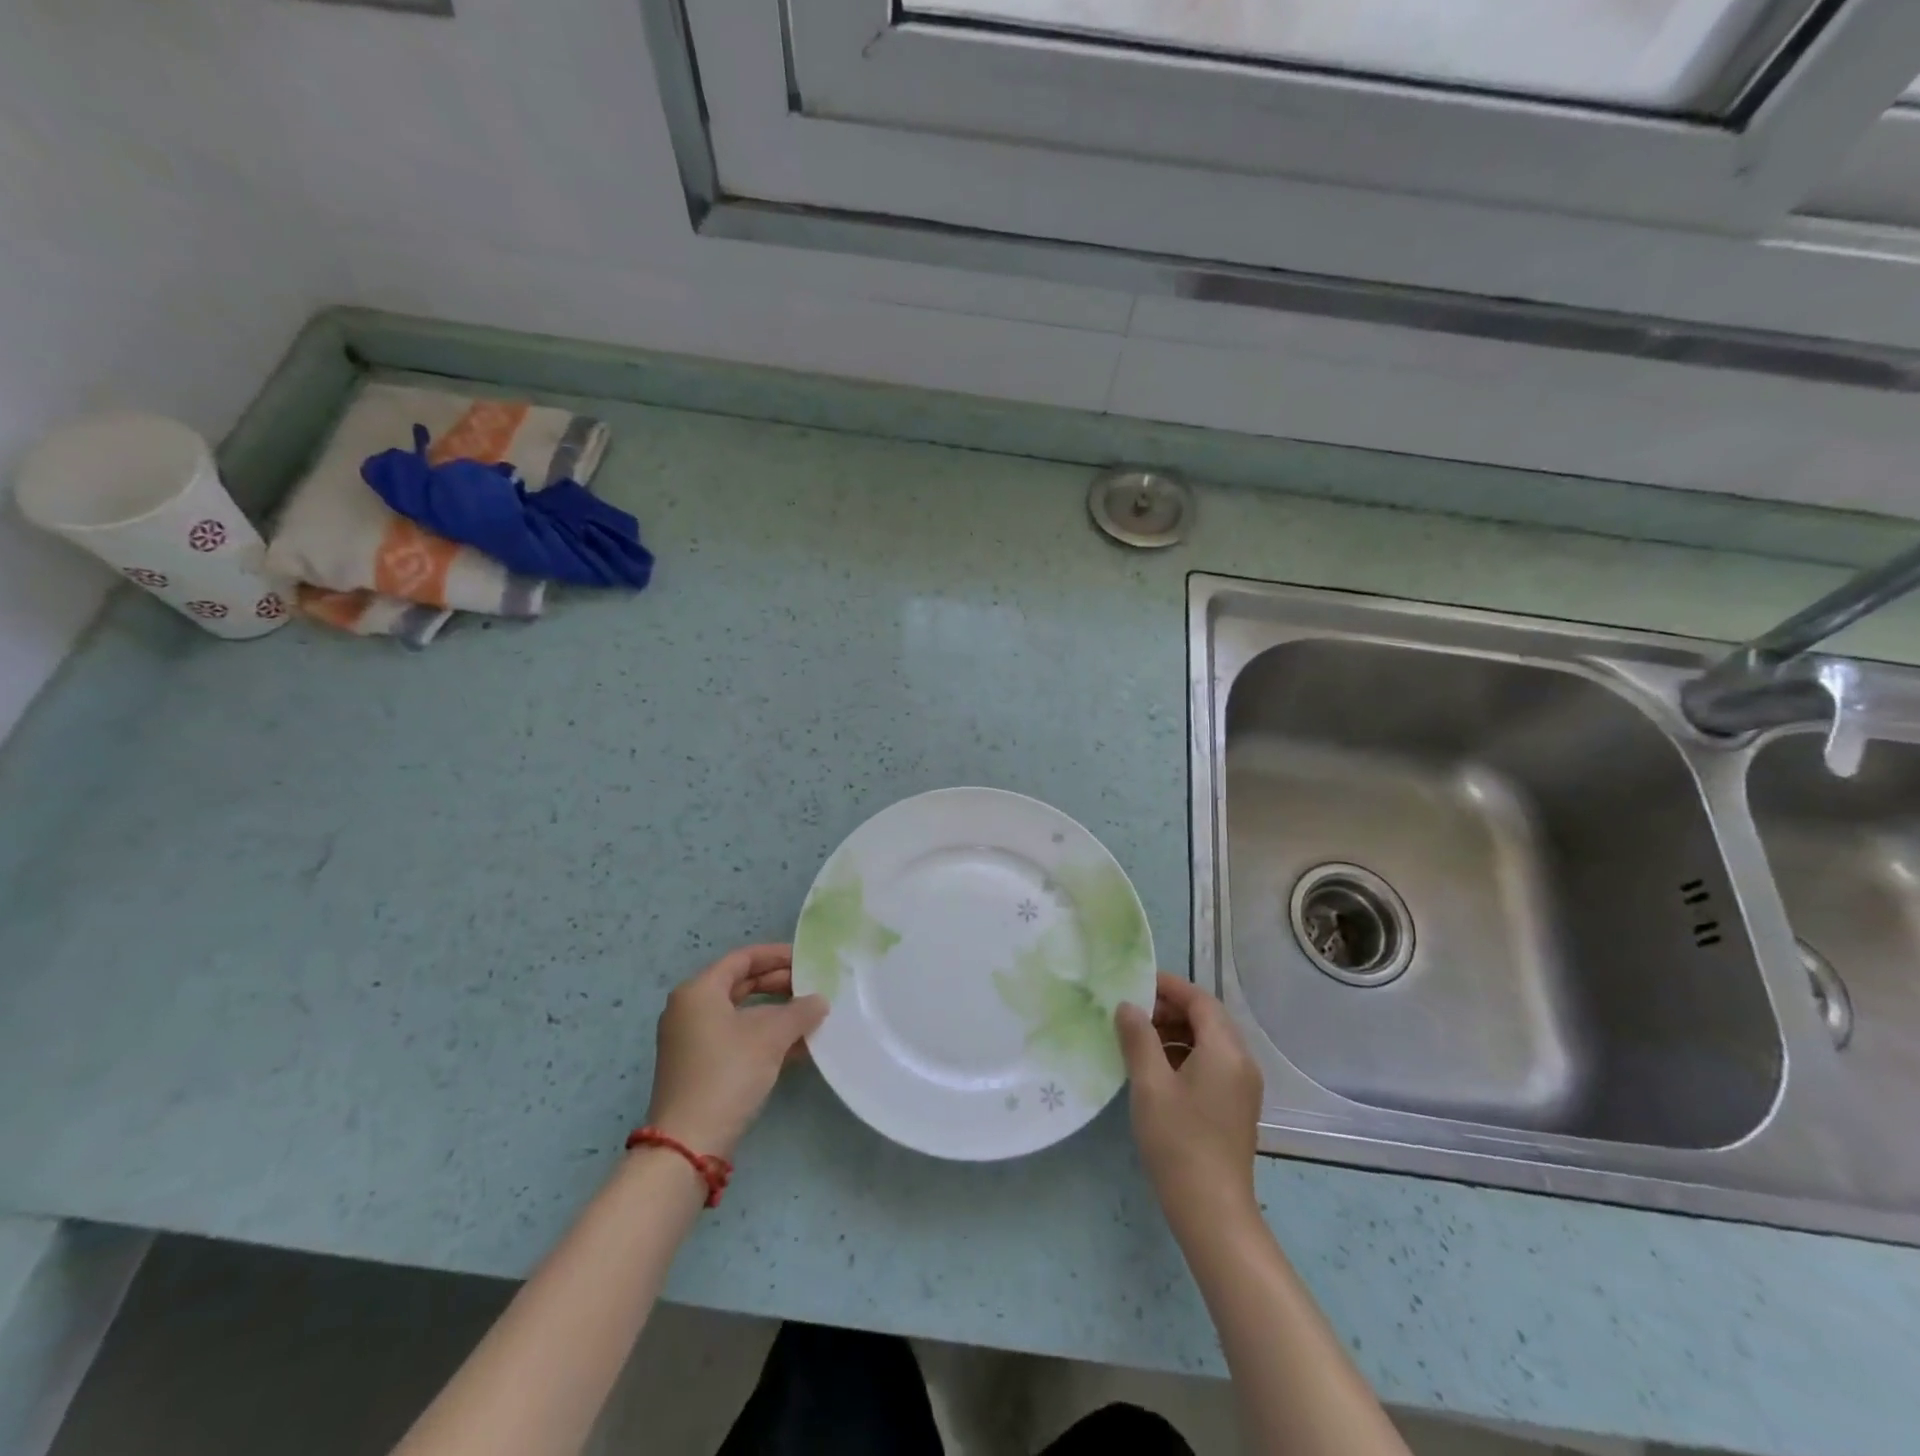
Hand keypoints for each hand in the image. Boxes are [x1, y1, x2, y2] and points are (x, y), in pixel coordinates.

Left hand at [644, 944, 827, 1158]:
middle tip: (812, 988)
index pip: (742, 959)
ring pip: (741, 1014)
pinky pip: (737, 1038)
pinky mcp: (699, 1067)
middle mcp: (690, 1010)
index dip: (776, 956)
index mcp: (699, 991)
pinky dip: (764, 1037)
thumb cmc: (727, 1073)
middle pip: (740, 984)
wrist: (690, 1143)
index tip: (806, 959)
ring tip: (811, 1016)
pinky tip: (797, 1047)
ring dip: (776, 1014)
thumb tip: (819, 1001)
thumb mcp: (770, 1037)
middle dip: (779, 985)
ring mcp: (692, 1040)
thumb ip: (799, 1011)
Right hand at [1116, 973, 1263, 1232]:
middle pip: (1208, 1018)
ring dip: (1176, 1031)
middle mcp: (1241, 1062)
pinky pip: (1212, 1063)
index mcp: (1226, 1050)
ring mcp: (1242, 1086)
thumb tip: (1128, 1006)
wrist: (1212, 1212)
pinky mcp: (1235, 1106)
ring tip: (1138, 1038)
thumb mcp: (1149, 1084)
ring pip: (1209, 1041)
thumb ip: (1138, 1038)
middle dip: (1170, 1008)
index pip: (1200, 1000)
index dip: (1169, 986)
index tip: (1135, 982)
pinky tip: (1156, 1069)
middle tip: (1132, 1011)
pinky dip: (1185, 1054)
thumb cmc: (1178, 1141)